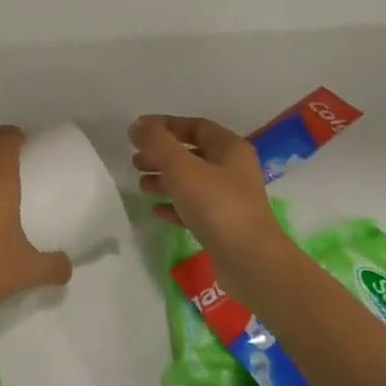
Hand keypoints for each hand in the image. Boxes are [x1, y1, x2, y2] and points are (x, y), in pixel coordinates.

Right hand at [130, 114, 295, 289]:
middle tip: (135, 161)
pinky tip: (156, 211)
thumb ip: (157, 142)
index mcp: (230, 148)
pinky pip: (195, 208)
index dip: (165, 125)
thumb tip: (137, 125)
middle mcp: (233, 169)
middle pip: (192, 154)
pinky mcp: (224, 225)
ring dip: (165, 180)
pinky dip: (175, 206)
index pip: (195, 126)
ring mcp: (230, 199)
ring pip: (192, 182)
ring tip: (141, 186)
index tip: (138, 131)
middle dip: (162, 155)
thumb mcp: (182, 167)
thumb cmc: (216, 205)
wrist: (249, 260)